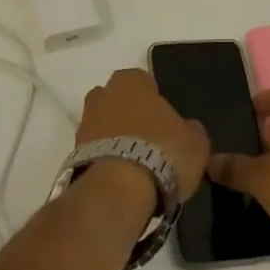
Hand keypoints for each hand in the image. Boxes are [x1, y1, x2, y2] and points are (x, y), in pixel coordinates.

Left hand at [76, 69, 210, 200]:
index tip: (165, 123)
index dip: (156, 101)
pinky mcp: (73, 153)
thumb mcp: (196, 143)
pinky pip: (95, 150)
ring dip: (116, 139)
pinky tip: (121, 179)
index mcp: (132, 80)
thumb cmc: (162, 152)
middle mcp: (103, 93)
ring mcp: (84, 123)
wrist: (118, 189)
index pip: (145, 82)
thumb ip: (191, 130)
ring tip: (136, 166)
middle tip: (149, 142)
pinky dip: (105, 160)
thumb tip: (187, 129)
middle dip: (130, 116)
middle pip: (119, 101)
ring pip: (104, 125)